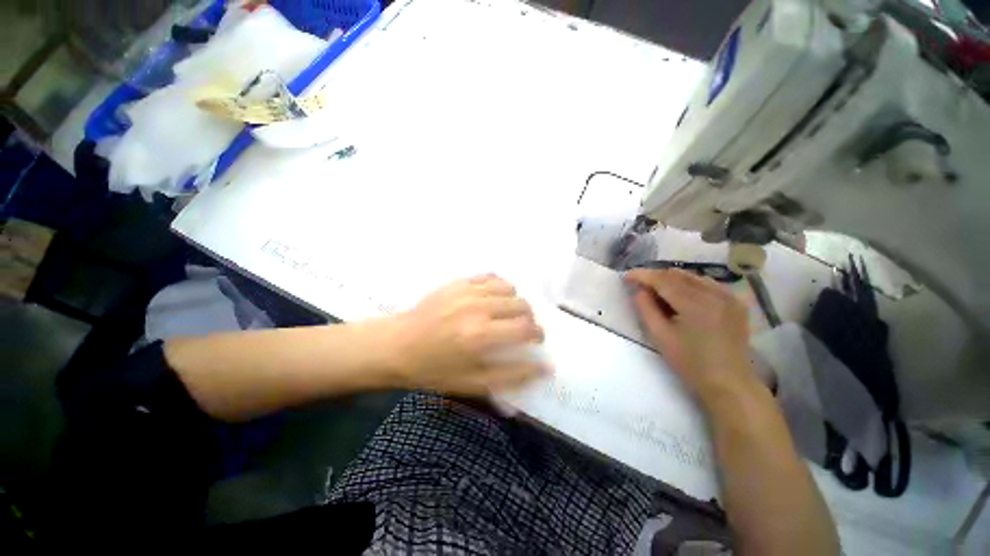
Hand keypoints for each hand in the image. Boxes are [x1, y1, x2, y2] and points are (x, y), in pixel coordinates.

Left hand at [386, 274, 548, 395]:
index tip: (535, 340)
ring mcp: (467, 291)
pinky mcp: (457, 282)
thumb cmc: (433, 369)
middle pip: (521, 305)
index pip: (526, 328)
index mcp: (481, 336)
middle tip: (520, 329)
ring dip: (514, 300)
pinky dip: (497, 286)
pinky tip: (491, 298)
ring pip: (508, 287)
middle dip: (528, 318)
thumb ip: (511, 375)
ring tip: (505, 312)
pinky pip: (489, 276)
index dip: (537, 334)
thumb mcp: (472, 383)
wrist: (396, 345)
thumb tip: (545, 368)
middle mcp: (478, 308)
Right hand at [625, 269, 756, 399]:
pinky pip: (708, 284)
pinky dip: (690, 285)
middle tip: (640, 285)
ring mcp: (729, 297)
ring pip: (693, 277)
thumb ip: (646, 309)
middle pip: (678, 275)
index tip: (626, 276)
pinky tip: (682, 296)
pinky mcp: (736, 303)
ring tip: (658, 291)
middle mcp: (715, 294)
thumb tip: (639, 290)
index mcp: (696, 305)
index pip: (663, 280)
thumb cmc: (690, 363)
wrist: (729, 383)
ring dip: (672, 280)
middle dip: (656, 276)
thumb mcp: (660, 337)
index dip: (643, 275)